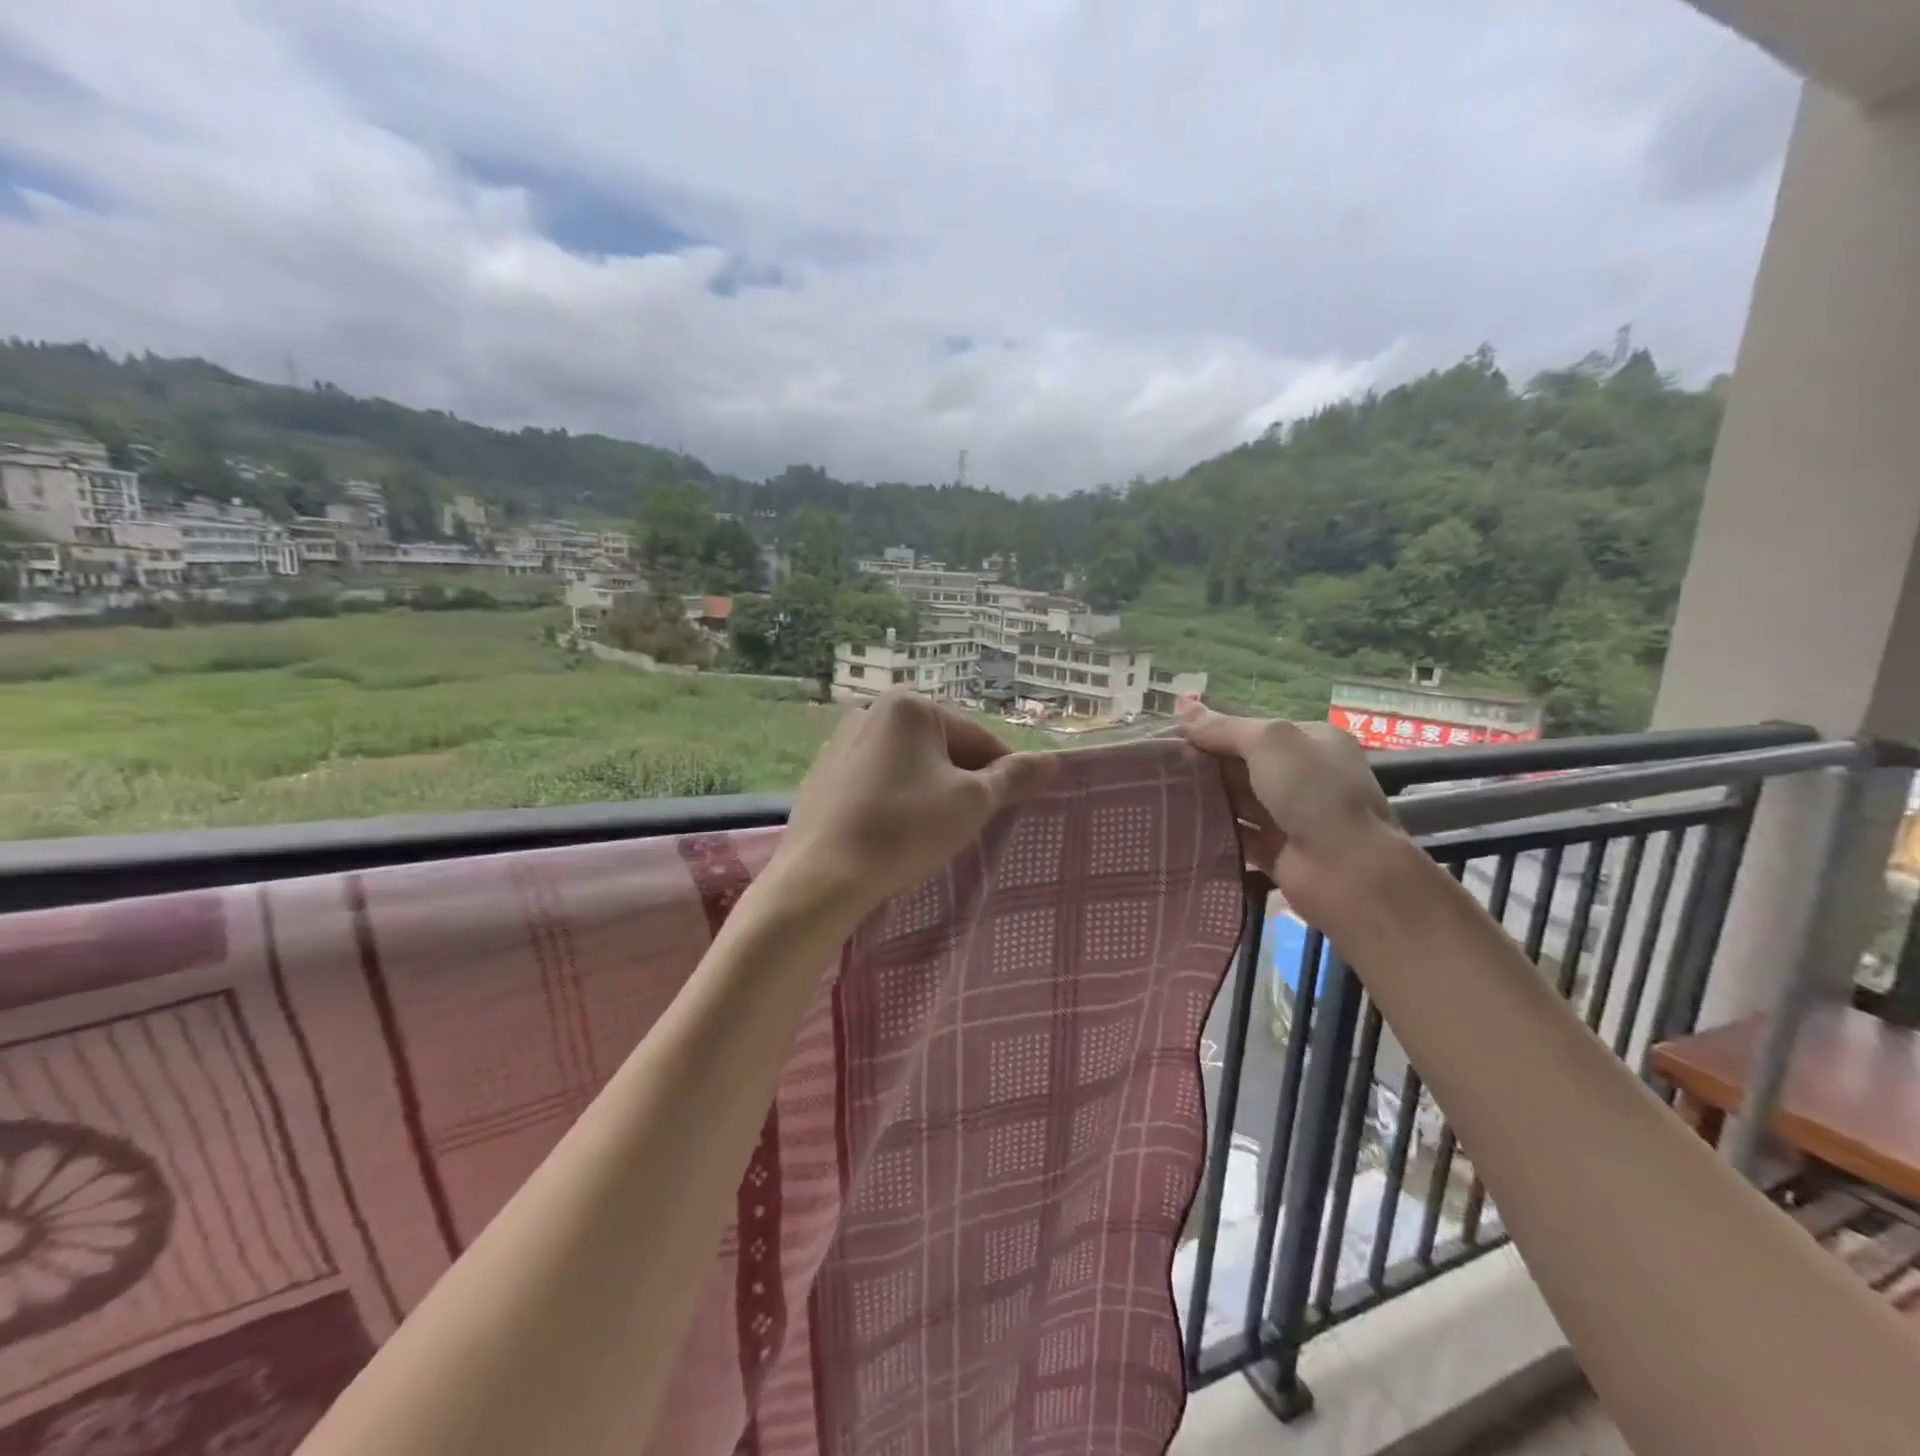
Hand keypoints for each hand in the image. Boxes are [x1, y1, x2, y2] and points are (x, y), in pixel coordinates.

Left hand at [759, 691, 1056, 930]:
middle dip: (964, 782)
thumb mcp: (971, 803)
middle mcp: (870, 712)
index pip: (978, 737)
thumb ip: (1014, 778)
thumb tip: (1053, 762)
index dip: (1005, 772)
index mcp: (909, 706)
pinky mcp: (822, 777)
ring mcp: (840, 744)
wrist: (821, 877)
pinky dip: (896, 801)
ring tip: (936, 833)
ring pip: (908, 766)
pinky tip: (897, 833)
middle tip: (975, 823)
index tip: (1018, 804)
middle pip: (941, 748)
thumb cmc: (904, 829)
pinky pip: (877, 782)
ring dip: (931, 791)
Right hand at [1177, 703, 1400, 928]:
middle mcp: (1304, 776)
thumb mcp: (1269, 743)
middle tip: (1159, 767)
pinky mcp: (1276, 851)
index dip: (1214, 732)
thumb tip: (1183, 710)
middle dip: (1206, 764)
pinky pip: (1238, 835)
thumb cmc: (1313, 793)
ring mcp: (1291, 816)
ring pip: (1239, 800)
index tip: (1172, 738)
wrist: (1347, 871)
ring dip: (1206, 796)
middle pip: (1244, 764)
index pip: (1254, 730)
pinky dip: (1213, 830)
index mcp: (1311, 742)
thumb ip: (1225, 728)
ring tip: (1160, 793)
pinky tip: (1180, 825)